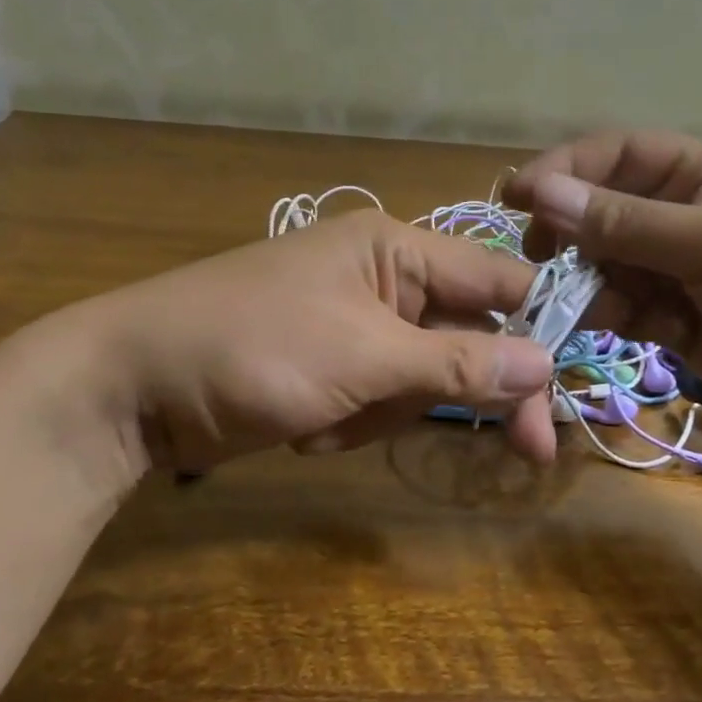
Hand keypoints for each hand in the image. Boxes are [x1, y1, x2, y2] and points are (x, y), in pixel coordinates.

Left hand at [57, 210, 557, 473]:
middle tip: (526, 453)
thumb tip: (545, 363)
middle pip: (469, 338)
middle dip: (473, 392)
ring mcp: (358, 326)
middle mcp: (386, 279)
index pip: (497, 284)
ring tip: (330, 420)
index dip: (540, 332)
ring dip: (392, 411)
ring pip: (426, 378)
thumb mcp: (363, 357)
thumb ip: (457, 363)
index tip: (573, 390)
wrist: (129, 390)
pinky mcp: (334, 367)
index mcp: (397, 248)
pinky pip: (382, 398)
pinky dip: (357, 422)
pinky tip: (309, 428)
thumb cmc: (252, 350)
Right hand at [504, 130, 701, 444]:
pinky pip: (623, 308)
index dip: (565, 170)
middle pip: (602, 211)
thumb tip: (542, 193)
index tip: (516, 197)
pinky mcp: (675, 321)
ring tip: (574, 305)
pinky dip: (606, 316)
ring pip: (605, 265)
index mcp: (700, 175)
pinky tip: (608, 328)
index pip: (617, 155)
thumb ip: (628, 223)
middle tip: (538, 259)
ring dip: (584, 281)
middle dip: (568, 231)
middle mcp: (682, 216)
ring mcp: (677, 271)